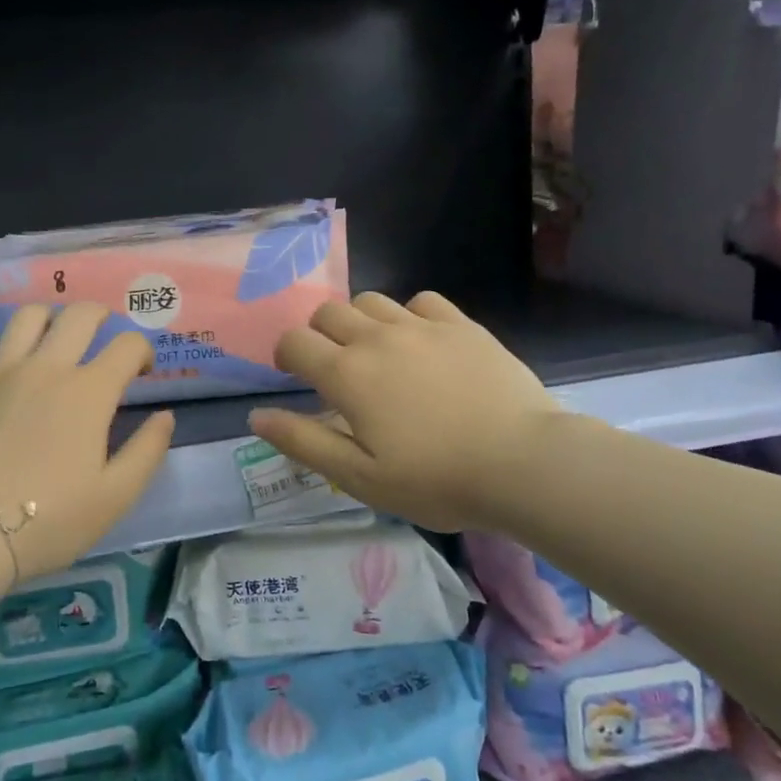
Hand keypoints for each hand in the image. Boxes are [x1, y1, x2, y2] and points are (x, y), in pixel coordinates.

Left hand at [0, 303, 175, 581]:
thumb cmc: (48, 521)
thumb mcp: (115, 497)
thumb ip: (147, 450)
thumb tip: (165, 415)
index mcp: (88, 392)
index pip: (128, 345)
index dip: (142, 351)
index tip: (141, 371)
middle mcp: (45, 368)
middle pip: (79, 315)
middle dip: (100, 317)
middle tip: (101, 337)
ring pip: (25, 317)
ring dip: (47, 321)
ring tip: (50, 342)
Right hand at [248, 291, 562, 531]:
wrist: (523, 463)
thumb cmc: (436, 480)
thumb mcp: (360, 477)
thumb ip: (304, 442)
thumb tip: (256, 416)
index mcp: (347, 374)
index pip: (295, 342)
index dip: (286, 355)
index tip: (295, 375)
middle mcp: (378, 338)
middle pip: (328, 312)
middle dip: (319, 334)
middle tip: (335, 369)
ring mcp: (422, 327)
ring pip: (372, 301)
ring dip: (360, 321)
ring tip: (376, 353)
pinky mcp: (461, 325)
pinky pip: (421, 301)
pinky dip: (409, 316)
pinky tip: (421, 343)